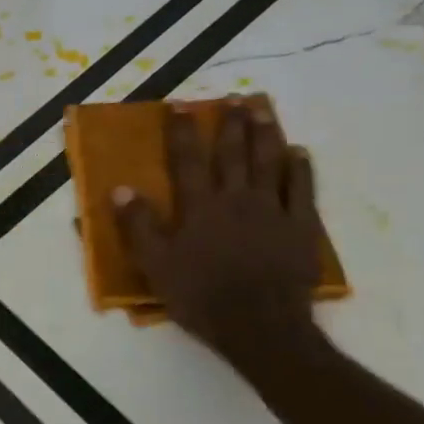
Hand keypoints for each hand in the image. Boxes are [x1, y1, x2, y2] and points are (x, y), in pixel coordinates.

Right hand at [114, 99, 322, 363]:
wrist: (259, 326)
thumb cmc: (199, 296)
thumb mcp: (155, 265)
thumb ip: (138, 226)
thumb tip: (121, 189)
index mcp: (199, 207)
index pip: (187, 160)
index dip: (182, 131)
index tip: (180, 105)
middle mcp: (236, 199)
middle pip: (233, 153)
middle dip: (231, 123)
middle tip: (234, 96)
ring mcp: (273, 211)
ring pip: (270, 162)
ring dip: (266, 133)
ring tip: (263, 110)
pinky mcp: (301, 227)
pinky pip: (303, 190)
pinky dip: (301, 168)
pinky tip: (300, 153)